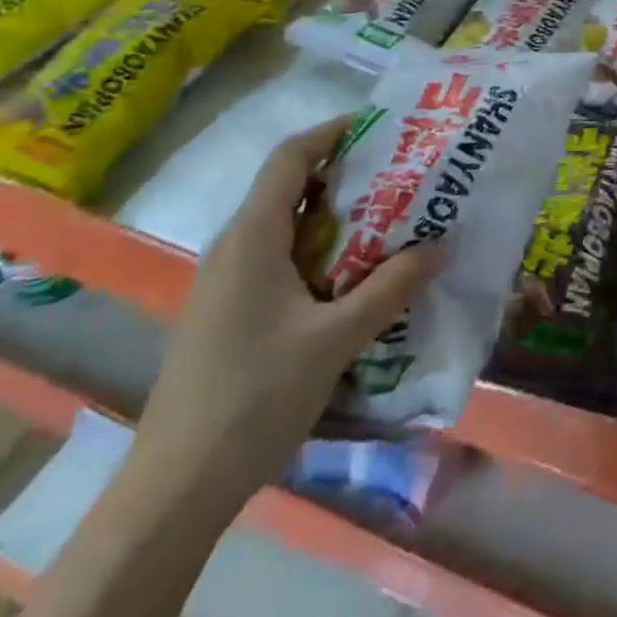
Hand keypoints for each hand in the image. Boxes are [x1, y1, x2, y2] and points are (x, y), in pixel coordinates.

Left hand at [132, 117, 444, 505]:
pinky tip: (355, 280)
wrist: (175, 489)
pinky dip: (321, 253)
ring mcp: (227, 284)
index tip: (382, 127)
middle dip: (346, 175)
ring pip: (287, 227)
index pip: (290, 157)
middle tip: (403, 176)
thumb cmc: (254, 396)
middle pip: (290, 187)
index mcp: (253, 237)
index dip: (333, 132)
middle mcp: (234, 248)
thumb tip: (442, 244)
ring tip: (392, 222)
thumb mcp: (336, 338)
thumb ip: (391, 287)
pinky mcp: (229, 315)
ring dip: (337, 217)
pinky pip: (280, 261)